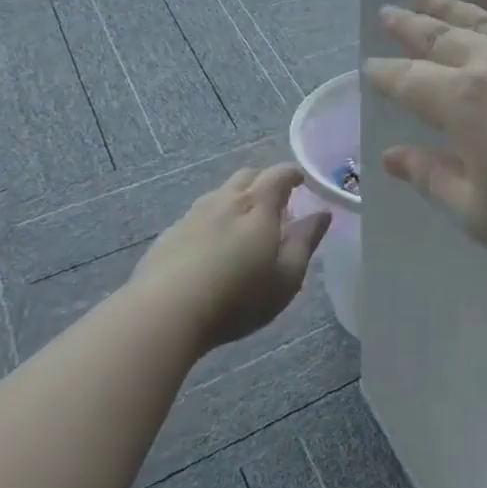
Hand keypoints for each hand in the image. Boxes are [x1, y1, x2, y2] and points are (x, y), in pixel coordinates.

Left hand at [130, 164, 329, 349]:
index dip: (294, 174)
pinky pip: (198, 215)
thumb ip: (306, 241)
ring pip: (220, 194)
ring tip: (244, 226)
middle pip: (248, 176)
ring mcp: (193, 215)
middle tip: (277, 205)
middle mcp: (225, 200)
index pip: (279, 174)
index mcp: (258, 205)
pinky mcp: (169, 235)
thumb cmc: (238, 297)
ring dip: (236, 200)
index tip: (304, 183)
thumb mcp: (287, 277)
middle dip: (265, 182)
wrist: (164, 313)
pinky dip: (212, 220)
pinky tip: (211, 247)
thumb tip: (322, 213)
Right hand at [365, 0, 486, 265]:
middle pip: (440, 37)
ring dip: (450, 5)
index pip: (409, 81)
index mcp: (462, 103)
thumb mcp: (482, 214)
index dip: (386, 74)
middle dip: (410, 26)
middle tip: (389, 11)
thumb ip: (433, 179)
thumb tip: (392, 157)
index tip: (371, 66)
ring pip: (484, 17)